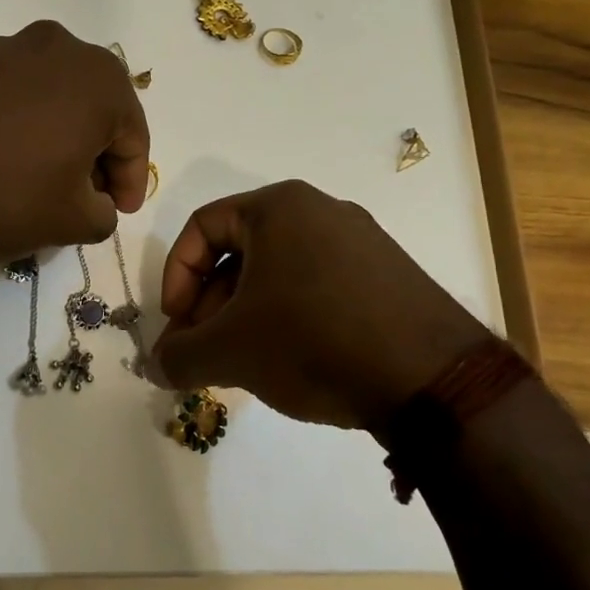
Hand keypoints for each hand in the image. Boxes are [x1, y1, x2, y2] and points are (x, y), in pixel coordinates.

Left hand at [0, 22, 149, 268]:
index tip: (119, 210)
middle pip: (91, 105)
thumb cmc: (3, 199)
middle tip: (86, 192)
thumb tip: (97, 202)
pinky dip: (9, 121)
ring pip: (45, 93)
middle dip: (95, 150)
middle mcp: (55, 47)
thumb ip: (104, 211)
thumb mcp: (73, 222)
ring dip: (52, 131)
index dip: (131, 180)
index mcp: (98, 79)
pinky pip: (1, 92)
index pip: (133, 135)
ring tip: (36, 174)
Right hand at [152, 180, 490, 434]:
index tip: (176, 324)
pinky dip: (289, 318)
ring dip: (246, 316)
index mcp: (279, 207)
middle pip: (239, 252)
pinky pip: (318, 287)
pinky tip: (290, 363)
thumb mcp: (231, 351)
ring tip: (242, 364)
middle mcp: (321, 211)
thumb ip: (178, 356)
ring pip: (278, 273)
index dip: (175, 277)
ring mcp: (362, 243)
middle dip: (210, 305)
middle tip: (202, 352)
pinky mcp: (389, 277)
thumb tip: (154, 366)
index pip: (201, 227)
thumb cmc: (314, 341)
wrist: (434, 381)